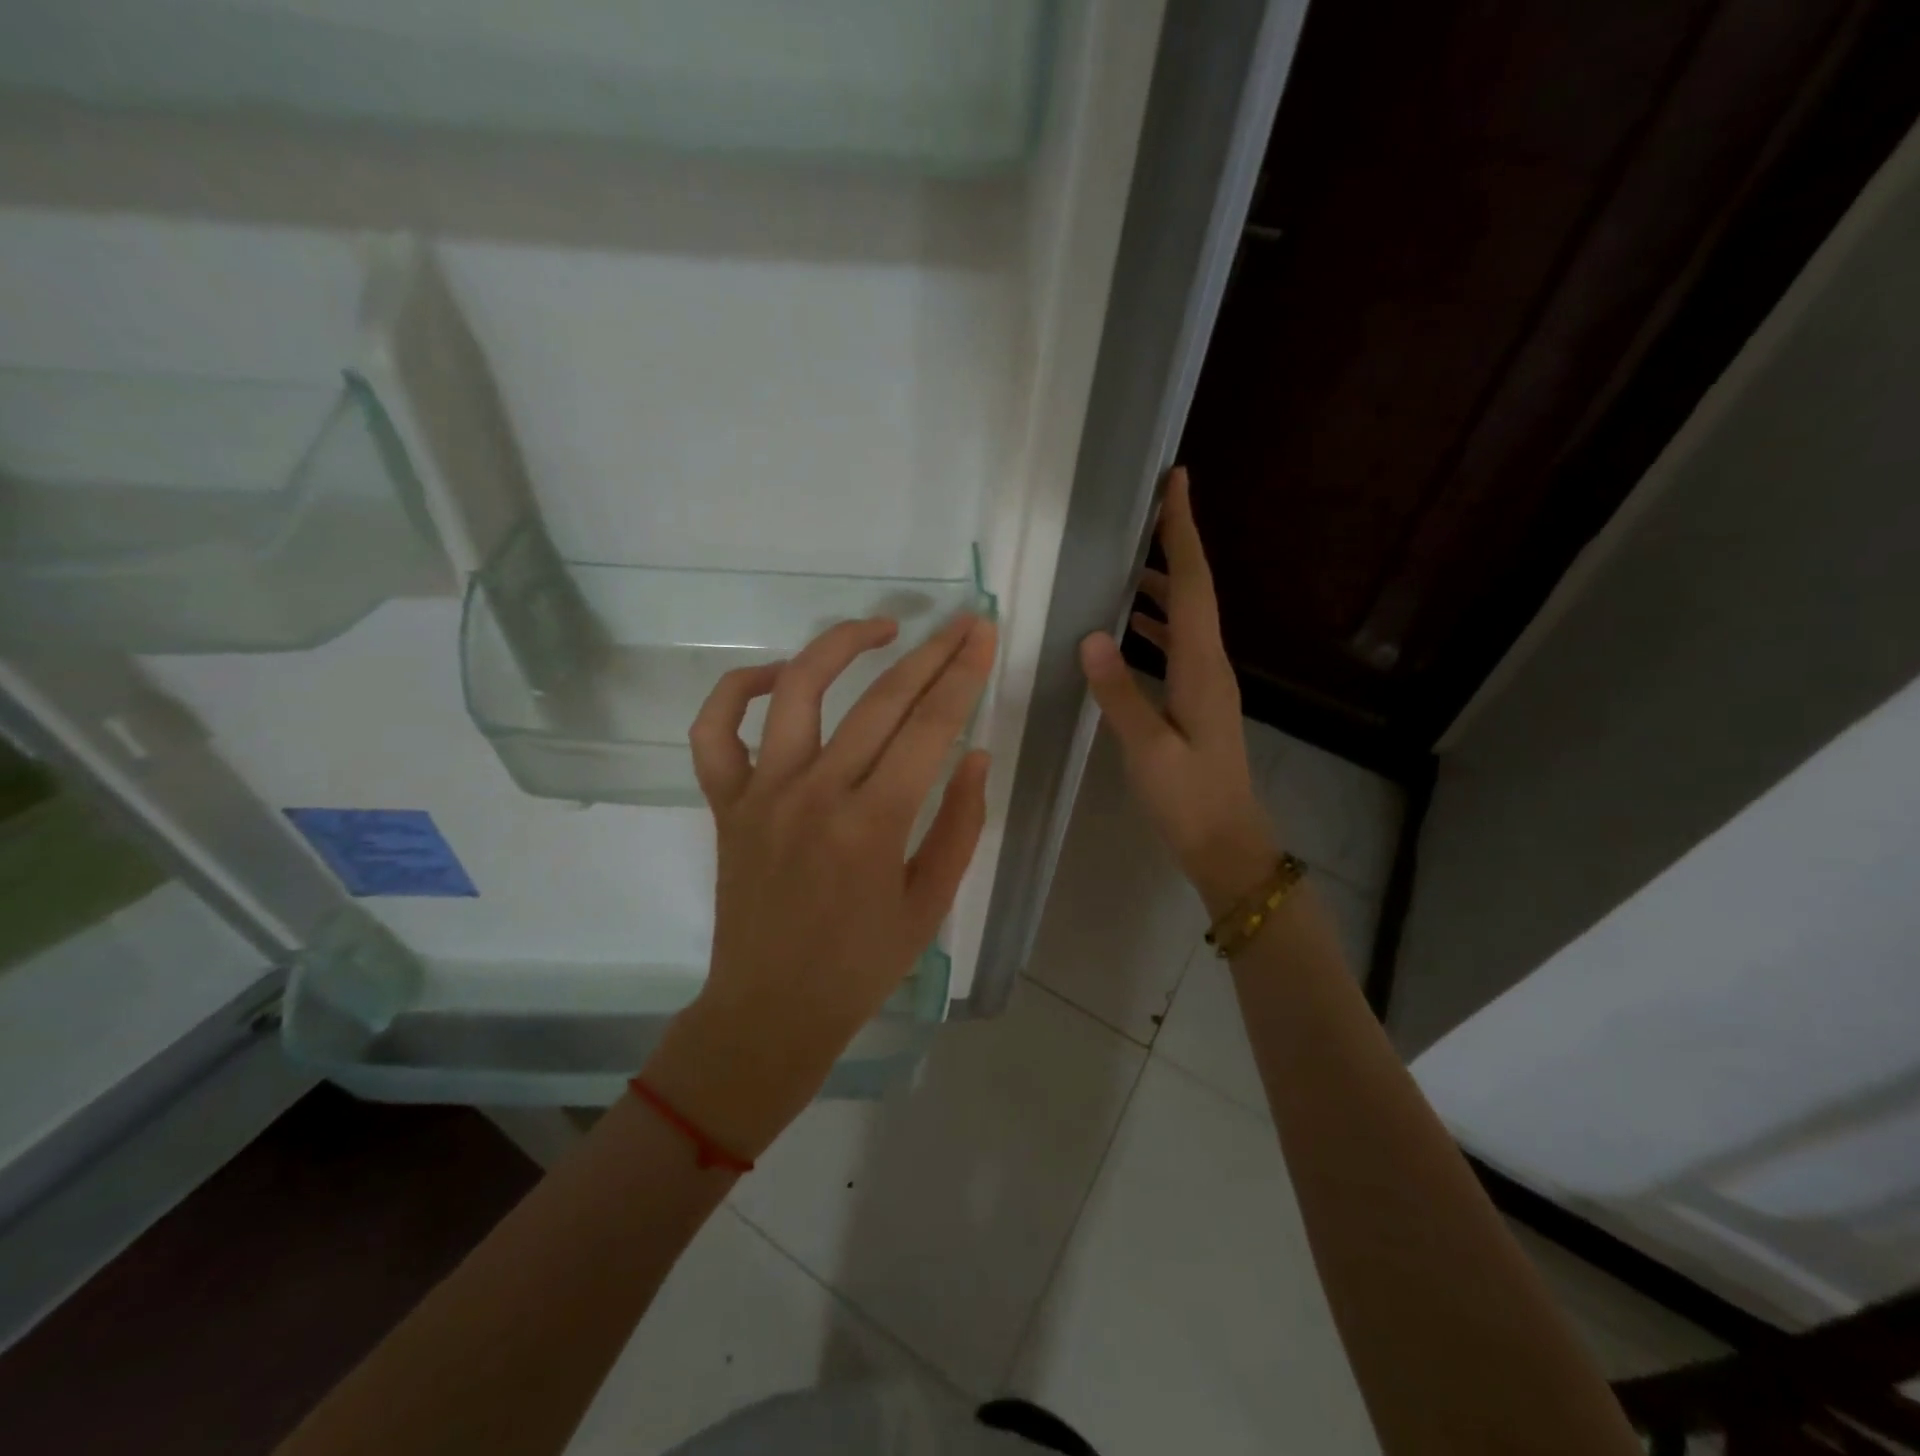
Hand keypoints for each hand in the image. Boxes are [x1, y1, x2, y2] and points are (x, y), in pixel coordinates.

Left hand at [643, 612, 995, 1158]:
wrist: (770, 1010)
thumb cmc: (860, 966)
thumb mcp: (931, 904)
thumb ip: (961, 824)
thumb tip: (977, 755)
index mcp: (873, 825)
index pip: (930, 728)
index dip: (963, 675)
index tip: (982, 634)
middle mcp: (815, 794)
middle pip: (880, 700)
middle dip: (929, 653)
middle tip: (958, 623)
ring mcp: (761, 793)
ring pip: (797, 690)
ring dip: (840, 645)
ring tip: (881, 628)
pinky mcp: (726, 802)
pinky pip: (716, 729)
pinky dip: (740, 690)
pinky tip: (779, 676)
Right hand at [1079, 467, 1277, 917]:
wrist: (1227, 844)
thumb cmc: (1188, 800)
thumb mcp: (1147, 749)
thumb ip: (1119, 692)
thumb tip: (1091, 635)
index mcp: (1202, 668)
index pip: (1191, 586)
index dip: (1182, 533)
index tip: (1176, 483)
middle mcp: (1211, 665)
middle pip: (1194, 592)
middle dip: (1174, 546)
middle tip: (1146, 511)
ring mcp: (1207, 684)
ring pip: (1186, 618)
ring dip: (1162, 586)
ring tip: (1127, 564)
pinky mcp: (1198, 702)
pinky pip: (1178, 646)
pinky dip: (1157, 625)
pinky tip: (1131, 629)